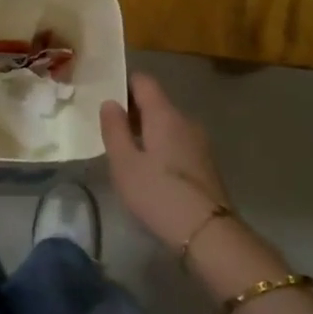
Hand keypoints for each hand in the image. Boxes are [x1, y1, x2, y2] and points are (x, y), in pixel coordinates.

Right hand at [99, 72, 232, 247]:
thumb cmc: (158, 194)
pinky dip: (161, 147)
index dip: (123, 84)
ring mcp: (199, 142)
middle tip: (110, 130)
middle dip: (133, 111)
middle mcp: (185, 120)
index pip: (144, 81)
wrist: (207, 231)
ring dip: (147, 132)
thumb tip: (110, 102)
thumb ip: (114, 129)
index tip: (106, 98)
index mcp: (164, 114)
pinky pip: (178, 142)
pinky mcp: (205, 163)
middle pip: (156, 103)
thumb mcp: (124, 163)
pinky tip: (150, 171)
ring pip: (168, 124)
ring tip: (127, 153)